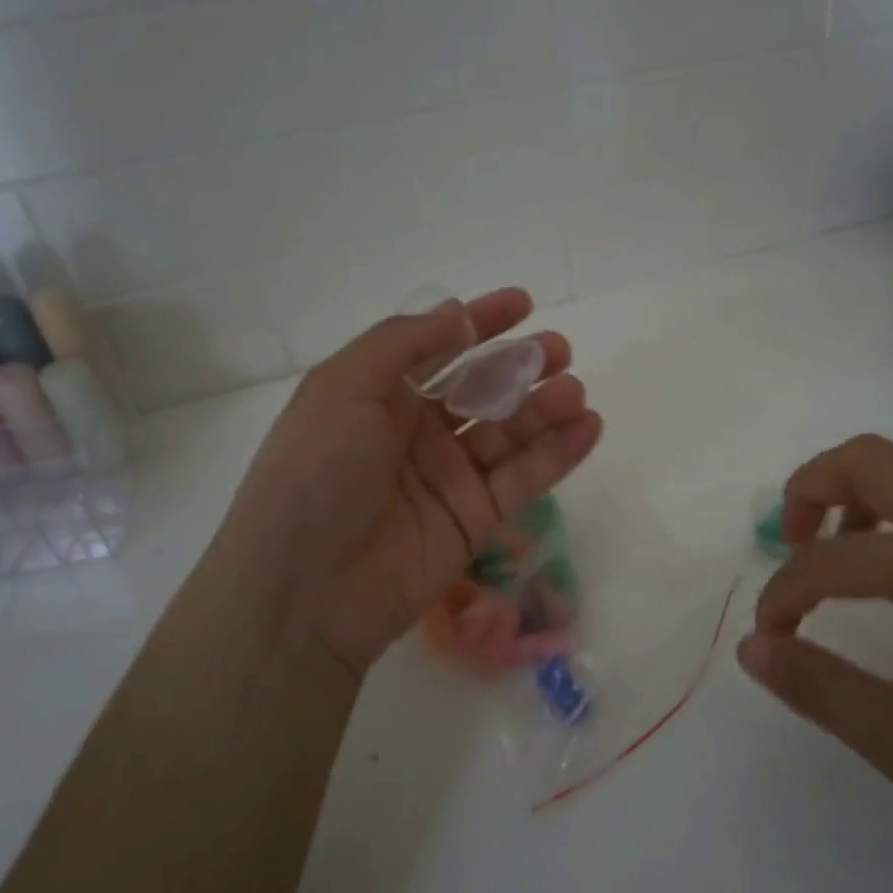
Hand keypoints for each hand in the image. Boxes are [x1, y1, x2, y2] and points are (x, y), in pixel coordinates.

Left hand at [219, 289, 602, 677]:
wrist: (304, 591)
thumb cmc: (315, 474)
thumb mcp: (342, 389)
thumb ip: (403, 343)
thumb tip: (456, 314)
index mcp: (378, 396)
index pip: (438, 348)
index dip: (479, 323)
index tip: (523, 302)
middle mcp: (415, 432)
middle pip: (480, 388)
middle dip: (520, 365)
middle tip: (559, 350)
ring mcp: (448, 477)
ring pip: (508, 432)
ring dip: (545, 407)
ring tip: (575, 390)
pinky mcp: (475, 519)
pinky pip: (523, 478)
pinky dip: (558, 453)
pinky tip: (588, 428)